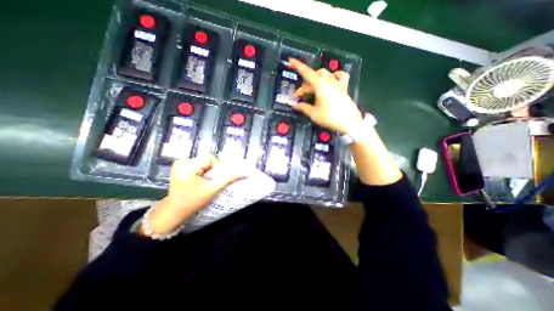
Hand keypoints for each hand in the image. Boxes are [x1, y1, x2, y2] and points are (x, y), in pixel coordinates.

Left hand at [137, 156, 242, 234]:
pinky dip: (202, 171)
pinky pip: (198, 164)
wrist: (175, 211)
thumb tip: (244, 172)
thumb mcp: (212, 189)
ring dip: (207, 170)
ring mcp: (179, 163)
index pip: (209, 158)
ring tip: (203, 181)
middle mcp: (181, 161)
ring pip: (203, 161)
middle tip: (209, 181)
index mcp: (186, 166)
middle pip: (206, 159)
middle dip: (211, 170)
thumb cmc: (193, 201)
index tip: (213, 179)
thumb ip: (228, 179)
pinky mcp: (180, 166)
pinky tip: (198, 180)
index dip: (216, 167)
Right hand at [290, 58, 364, 134]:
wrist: (349, 123)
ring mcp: (337, 84)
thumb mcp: (314, 114)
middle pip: (314, 77)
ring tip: (312, 88)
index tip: (291, 61)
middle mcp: (329, 81)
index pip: (307, 73)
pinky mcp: (343, 88)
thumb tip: (295, 105)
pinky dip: (334, 76)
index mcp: (320, 86)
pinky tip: (331, 80)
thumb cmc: (330, 118)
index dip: (298, 66)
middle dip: (304, 86)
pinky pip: (340, 76)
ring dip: (316, 79)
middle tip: (299, 96)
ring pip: (325, 74)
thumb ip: (303, 108)